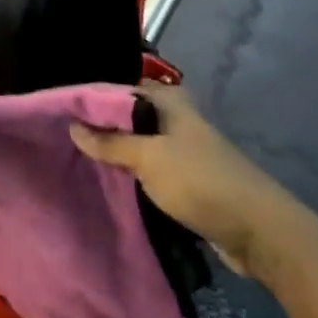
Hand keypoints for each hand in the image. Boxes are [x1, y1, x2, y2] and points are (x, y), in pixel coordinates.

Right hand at [70, 82, 298, 277]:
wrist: (256, 229)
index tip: (61, 109)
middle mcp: (177, 120)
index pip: (123, 88)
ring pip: (140, 145)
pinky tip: (108, 183)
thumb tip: (73, 126)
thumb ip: (111, 142)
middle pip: (131, 117)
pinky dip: (132, 174)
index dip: (94, 97)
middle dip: (102, 126)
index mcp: (170, 102)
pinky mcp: (188, 180)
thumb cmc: (200, 180)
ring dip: (116, 153)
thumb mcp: (149, 158)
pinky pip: (151, 170)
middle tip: (63, 137)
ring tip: (77, 160)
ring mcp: (183, 151)